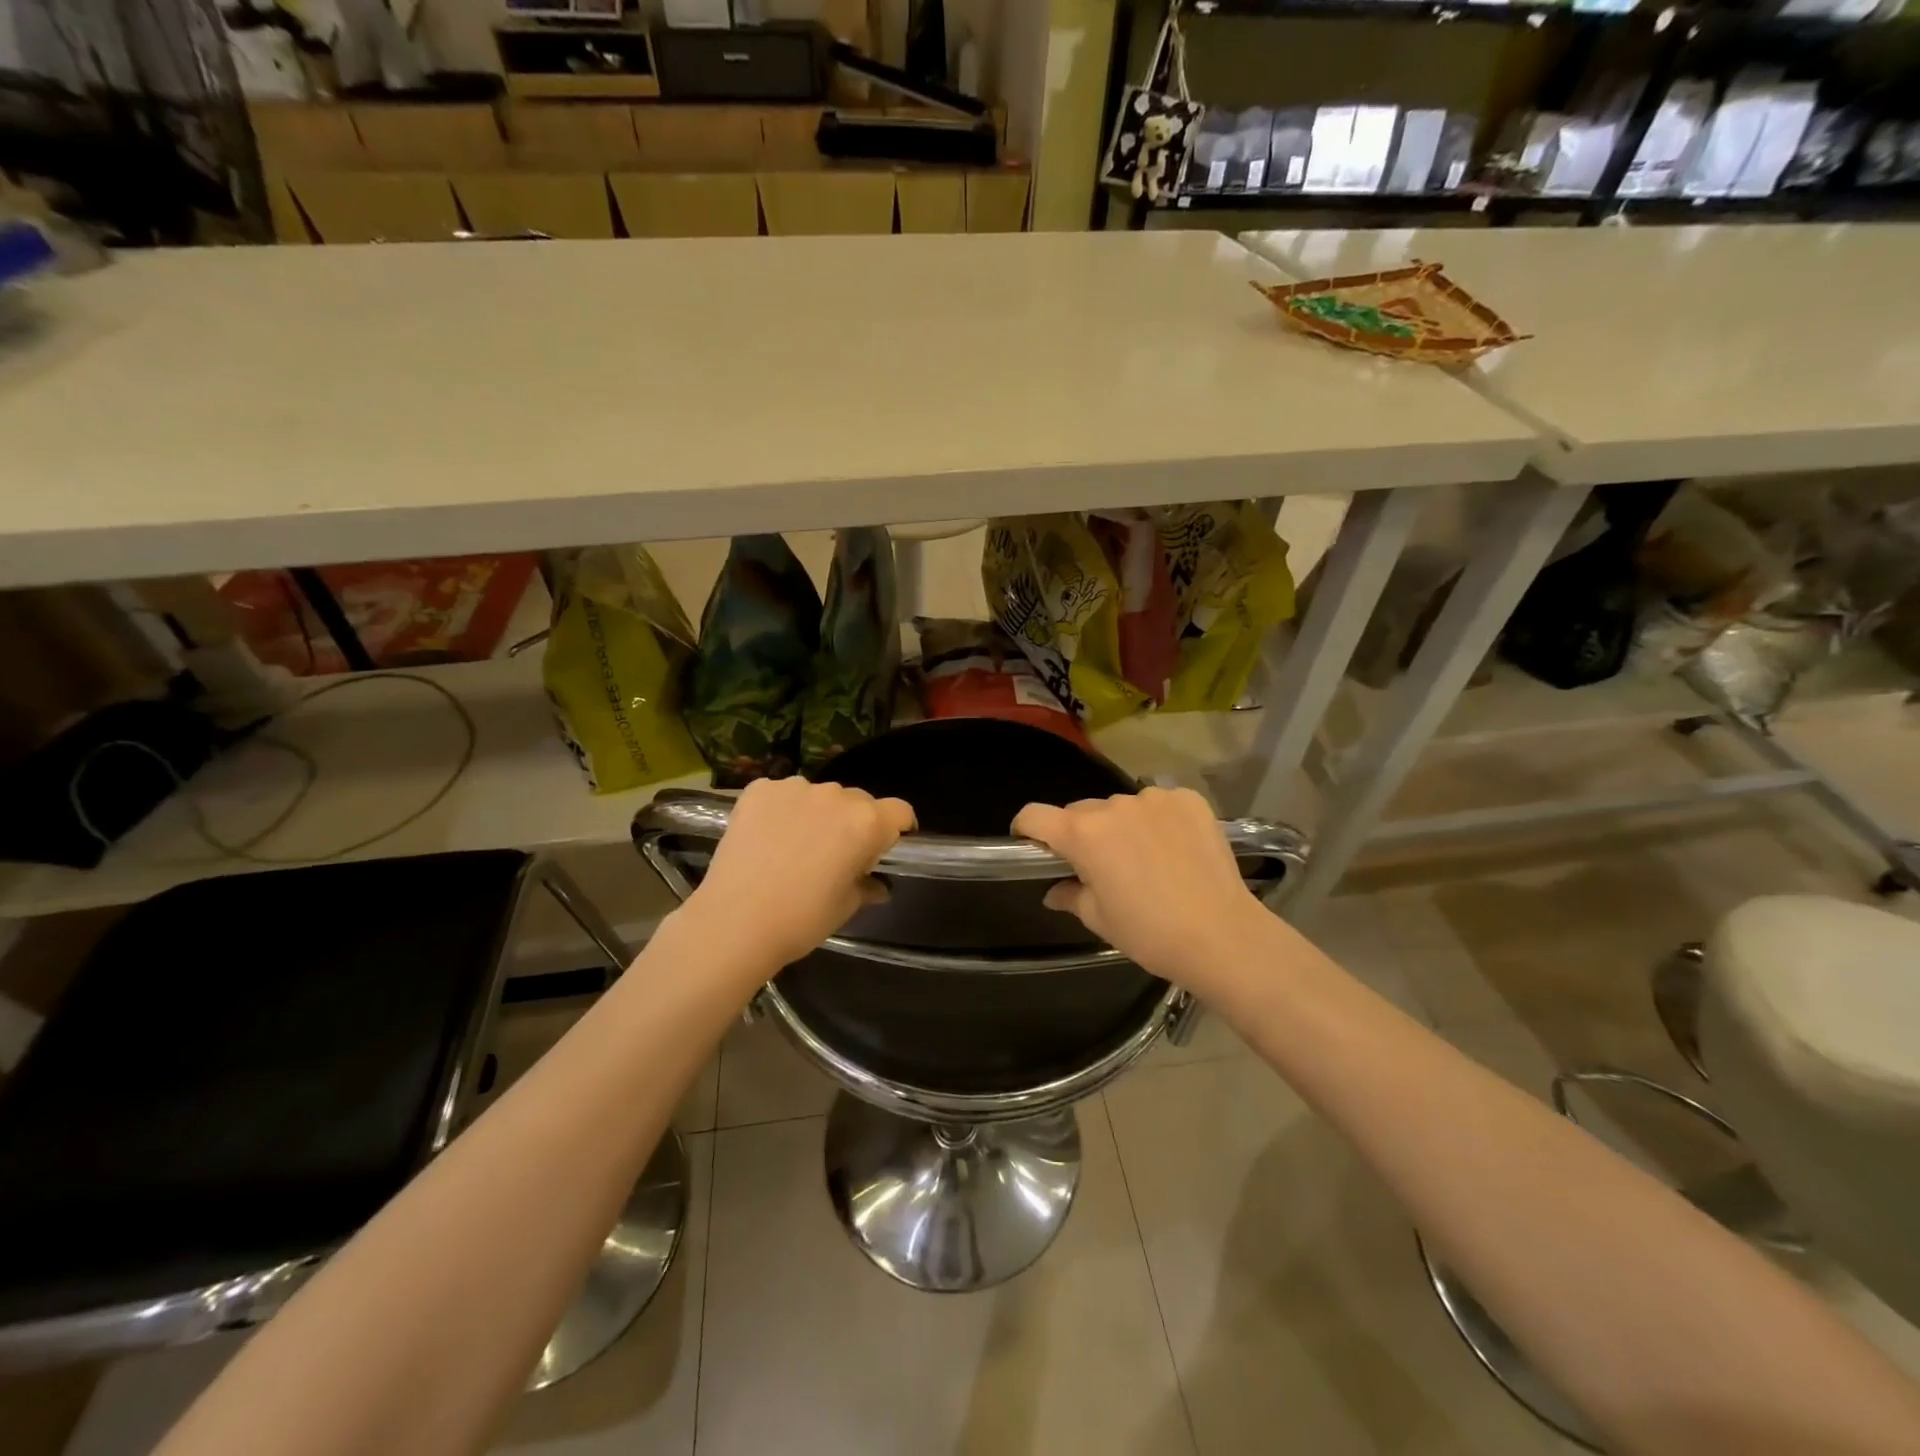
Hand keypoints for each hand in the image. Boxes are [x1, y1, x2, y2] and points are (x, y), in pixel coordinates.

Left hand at [681, 777, 915, 972]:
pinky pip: (782, 794)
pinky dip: (782, 810)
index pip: (900, 811)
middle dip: (855, 822)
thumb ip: (866, 886)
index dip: (898, 828)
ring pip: (819, 795)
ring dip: (817, 814)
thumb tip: (876, 885)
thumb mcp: (846, 906)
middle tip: (836, 854)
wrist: (735, 921)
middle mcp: (836, 796)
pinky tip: (767, 837)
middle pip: (858, 801)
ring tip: (796, 846)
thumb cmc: (802, 919)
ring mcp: (795, 788)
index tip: (886, 846)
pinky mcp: (759, 790)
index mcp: (867, 823)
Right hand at [1012, 787, 1271, 996]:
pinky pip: (1159, 804)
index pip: (1034, 815)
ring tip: (1145, 859)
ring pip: (1122, 807)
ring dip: (1121, 826)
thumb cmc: (1150, 933)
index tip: (1032, 846)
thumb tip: (1054, 890)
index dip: (1026, 829)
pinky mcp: (1188, 800)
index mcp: (1083, 834)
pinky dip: (1158, 820)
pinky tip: (1174, 849)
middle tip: (1100, 866)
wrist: (1222, 936)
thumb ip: (1070, 895)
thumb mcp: (1099, 919)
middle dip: (1081, 834)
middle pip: (1081, 812)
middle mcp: (1114, 806)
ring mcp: (1154, 798)